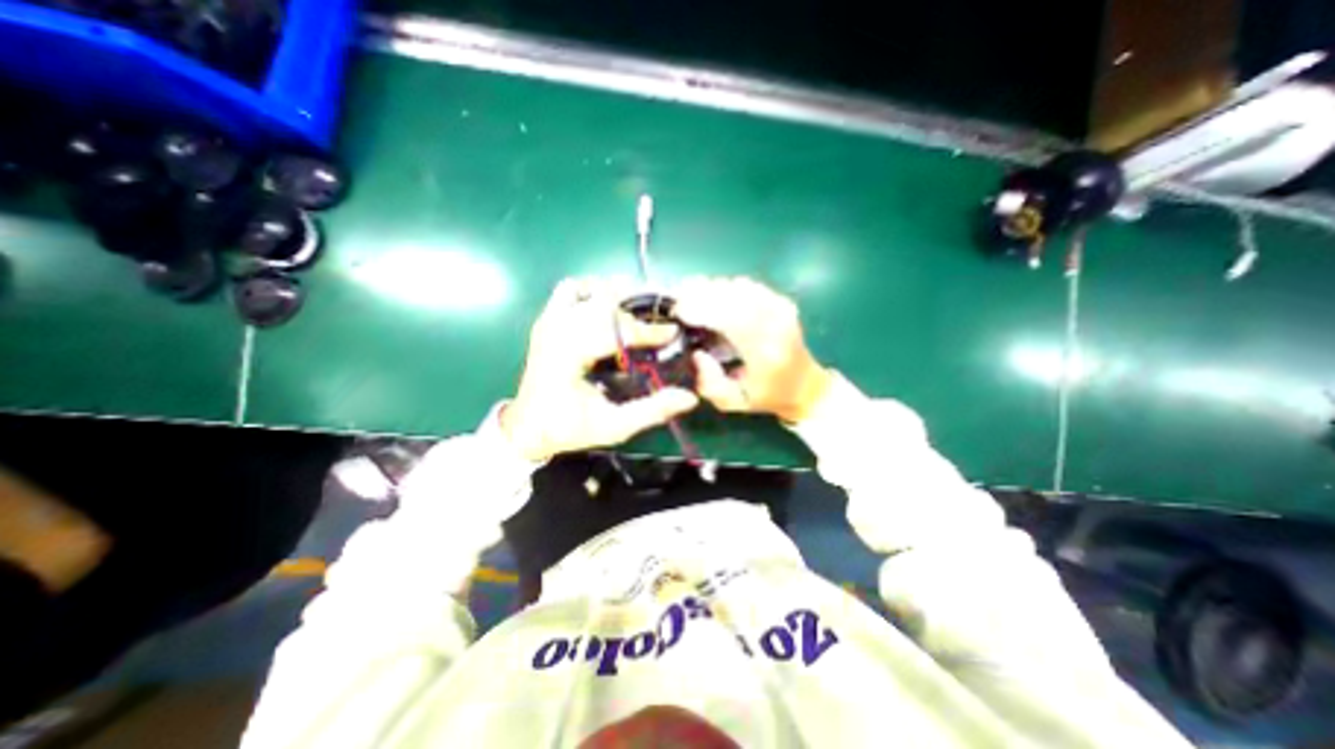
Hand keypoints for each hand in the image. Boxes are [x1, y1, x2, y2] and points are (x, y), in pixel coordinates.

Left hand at [497, 275, 699, 460]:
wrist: (527, 428)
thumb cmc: (568, 429)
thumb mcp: (613, 427)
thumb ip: (651, 411)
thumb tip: (688, 397)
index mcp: (568, 357)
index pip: (614, 331)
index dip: (647, 332)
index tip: (672, 334)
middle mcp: (556, 331)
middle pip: (604, 305)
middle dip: (635, 316)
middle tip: (656, 326)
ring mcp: (548, 322)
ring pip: (588, 290)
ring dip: (614, 298)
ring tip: (635, 314)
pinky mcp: (546, 320)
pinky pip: (569, 290)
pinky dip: (591, 291)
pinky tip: (606, 309)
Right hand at [679, 279, 830, 422]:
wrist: (804, 385)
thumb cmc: (766, 396)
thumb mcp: (733, 402)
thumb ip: (709, 383)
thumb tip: (697, 353)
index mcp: (766, 351)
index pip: (732, 319)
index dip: (702, 309)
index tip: (678, 310)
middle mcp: (776, 323)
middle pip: (734, 295)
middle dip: (701, 293)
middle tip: (677, 299)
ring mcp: (781, 308)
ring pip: (738, 286)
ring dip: (711, 288)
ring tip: (690, 296)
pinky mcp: (781, 300)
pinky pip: (746, 285)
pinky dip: (725, 287)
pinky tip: (712, 296)